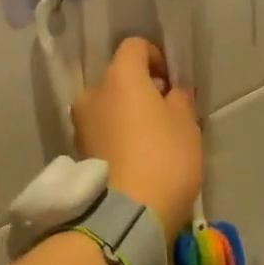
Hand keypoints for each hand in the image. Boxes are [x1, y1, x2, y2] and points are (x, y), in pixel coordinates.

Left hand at [74, 37, 201, 238]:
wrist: (126, 217)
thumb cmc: (163, 158)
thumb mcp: (186, 125)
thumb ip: (180, 100)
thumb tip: (173, 92)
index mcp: (119, 76)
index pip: (134, 46)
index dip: (155, 58)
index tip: (171, 83)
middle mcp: (93, 93)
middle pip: (118, 78)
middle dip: (140, 90)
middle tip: (164, 114)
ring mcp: (80, 124)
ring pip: (107, 107)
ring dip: (126, 115)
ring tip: (150, 142)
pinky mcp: (77, 153)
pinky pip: (101, 132)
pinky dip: (116, 137)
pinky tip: (135, 160)